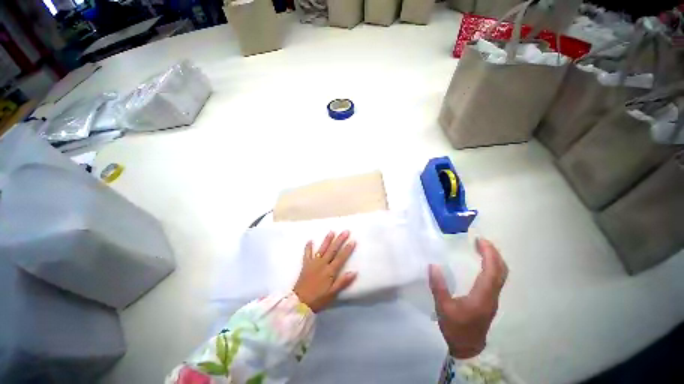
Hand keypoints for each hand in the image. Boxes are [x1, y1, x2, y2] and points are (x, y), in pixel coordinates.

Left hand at [293, 231, 357, 312]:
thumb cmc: (318, 299)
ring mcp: (313, 263)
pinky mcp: (306, 265)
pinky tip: (310, 240)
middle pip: (333, 250)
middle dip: (340, 240)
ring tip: (332, 231)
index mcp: (330, 271)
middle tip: (345, 231)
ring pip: (322, 249)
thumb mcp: (333, 293)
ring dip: (327, 240)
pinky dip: (308, 247)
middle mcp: (322, 264)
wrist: (300, 302)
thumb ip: (343, 282)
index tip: (353, 240)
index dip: (347, 249)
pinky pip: (307, 254)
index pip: (341, 257)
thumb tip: (354, 272)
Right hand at [429, 238, 507, 358]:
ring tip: (482, 248)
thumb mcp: (443, 308)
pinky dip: (492, 267)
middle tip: (481, 241)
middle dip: (494, 253)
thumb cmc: (456, 328)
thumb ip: (438, 286)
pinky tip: (482, 264)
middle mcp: (492, 295)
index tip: (480, 240)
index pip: (491, 271)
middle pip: (501, 271)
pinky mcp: (490, 300)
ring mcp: (493, 298)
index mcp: (482, 296)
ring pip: (501, 275)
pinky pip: (496, 279)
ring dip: (494, 259)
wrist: (468, 348)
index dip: (489, 254)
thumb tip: (433, 265)